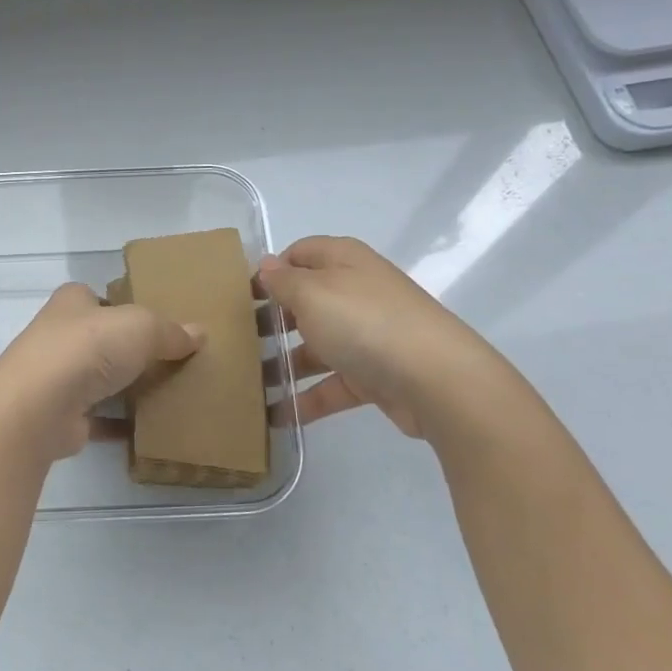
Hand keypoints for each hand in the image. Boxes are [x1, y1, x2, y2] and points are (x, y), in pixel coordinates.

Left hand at [0, 282, 203, 466]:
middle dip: (128, 348)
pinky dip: (119, 424)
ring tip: (167, 393)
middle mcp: (59, 336)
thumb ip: (169, 330)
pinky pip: (98, 418)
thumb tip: (199, 333)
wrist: (38, 408)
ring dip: (124, 387)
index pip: (97, 297)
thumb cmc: (86, 349)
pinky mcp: (61, 416)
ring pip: (98, 378)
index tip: (155, 321)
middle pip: (100, 339)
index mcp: (71, 303)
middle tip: (170, 359)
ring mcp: (56, 378)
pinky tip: (148, 429)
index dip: (124, 305)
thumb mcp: (139, 327)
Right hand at [258, 236, 503, 437]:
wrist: (437, 380)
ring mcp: (367, 335)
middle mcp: (356, 293)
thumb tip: (267, 266)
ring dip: (282, 363)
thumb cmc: (364, 322)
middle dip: (271, 320)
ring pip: (315, 346)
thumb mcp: (311, 293)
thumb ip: (283, 280)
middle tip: (235, 339)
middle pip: (305, 301)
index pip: (299, 254)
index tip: (240, 295)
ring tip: (246, 382)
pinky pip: (331, 384)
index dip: (270, 270)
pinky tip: (275, 416)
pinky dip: (305, 398)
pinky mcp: (373, 375)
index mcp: (343, 262)